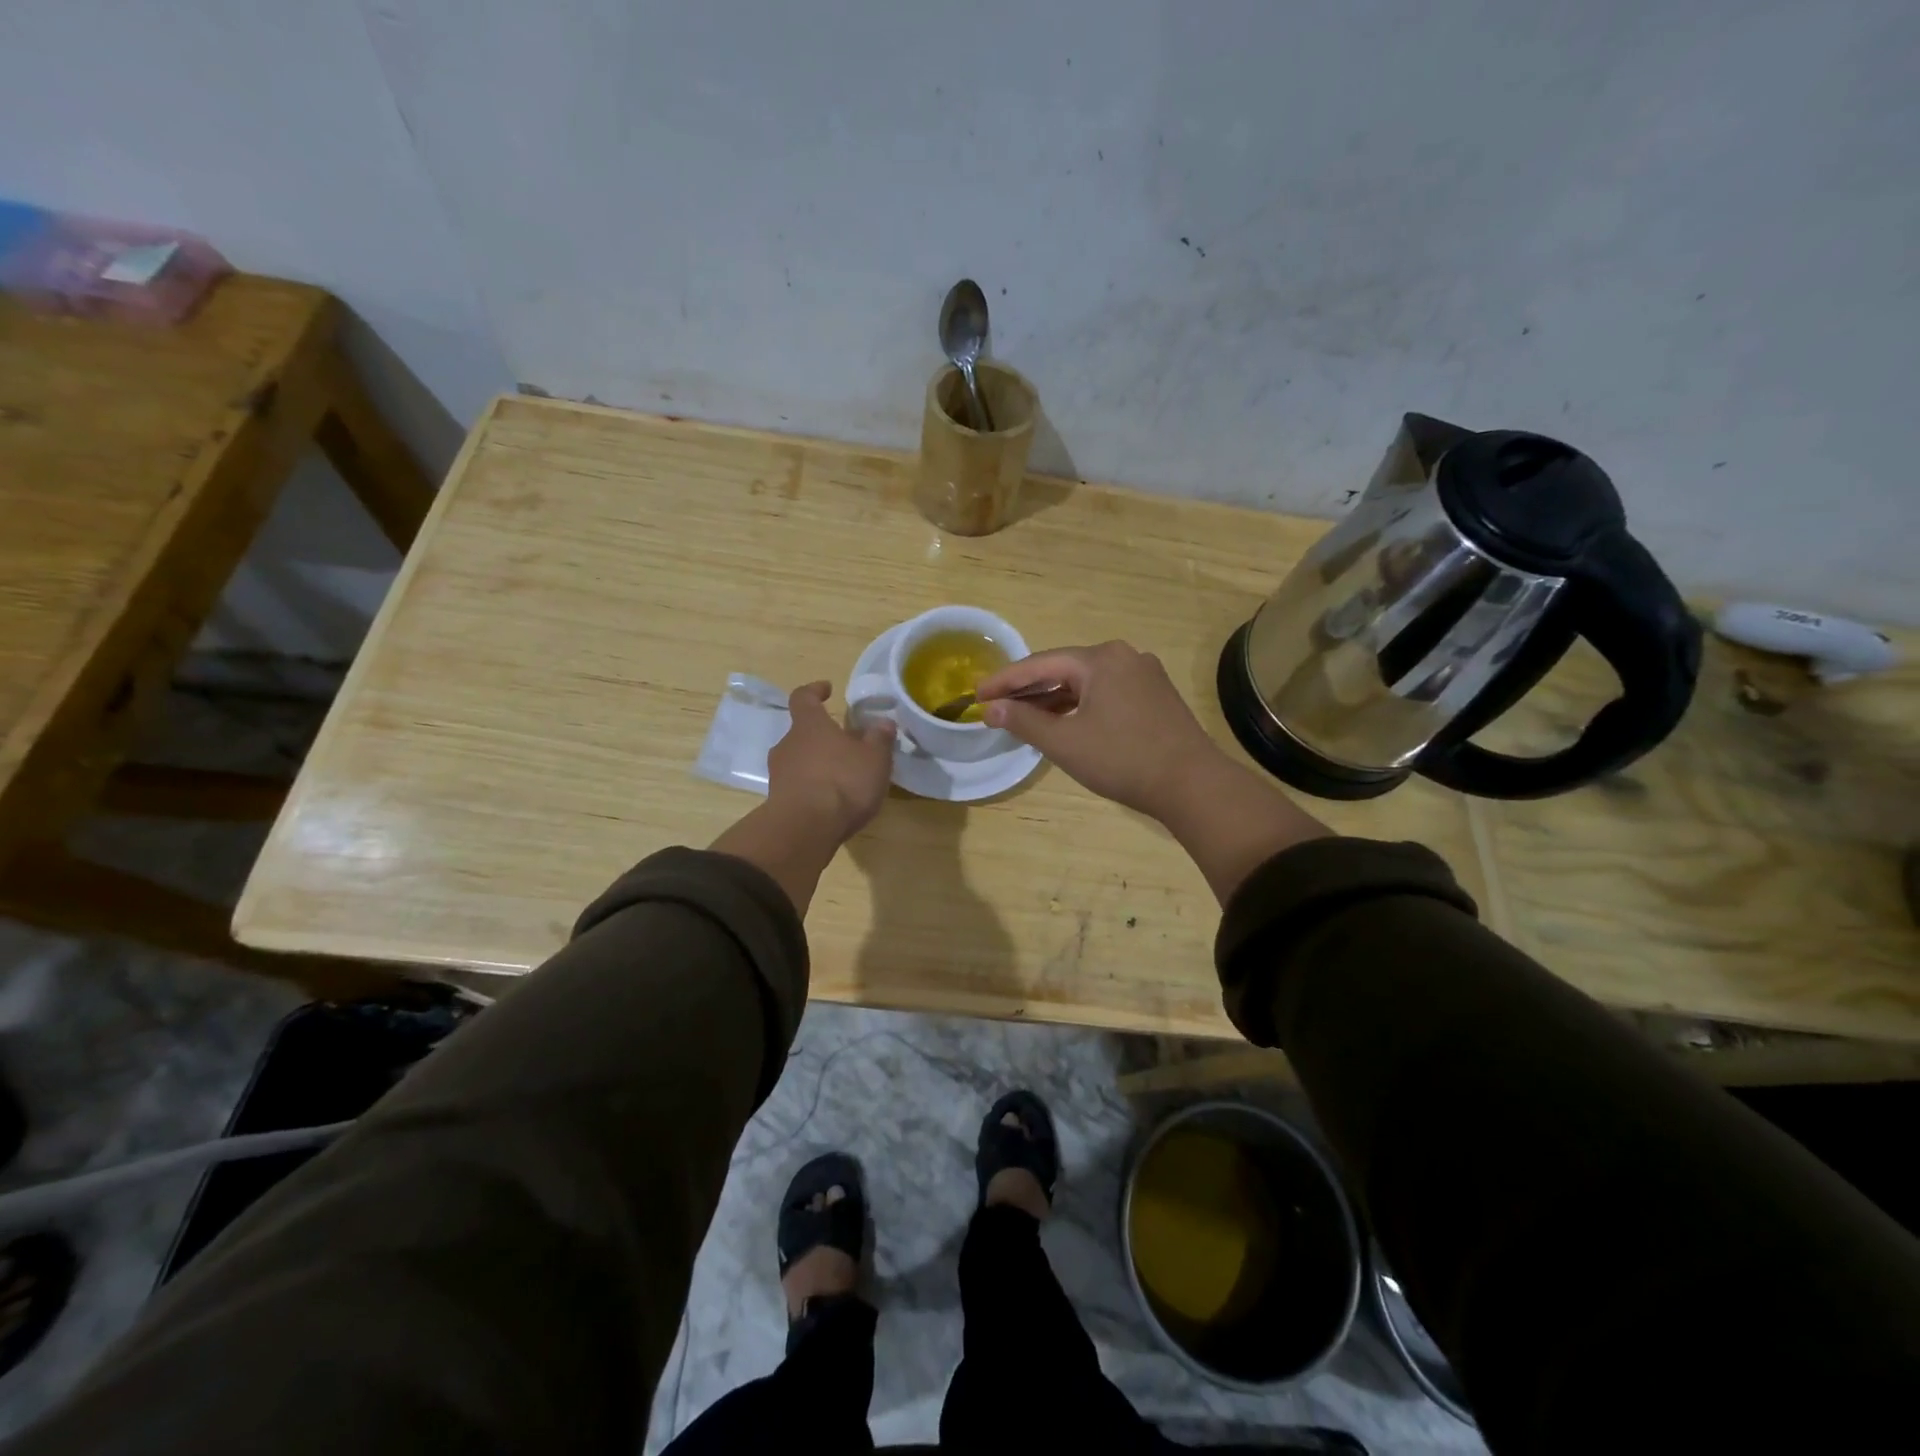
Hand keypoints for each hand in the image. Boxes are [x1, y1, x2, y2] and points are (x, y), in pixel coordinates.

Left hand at [767, 681, 896, 839]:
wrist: (805, 829)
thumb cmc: (842, 782)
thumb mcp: (874, 758)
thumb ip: (879, 739)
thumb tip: (883, 723)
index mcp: (809, 725)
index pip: (803, 698)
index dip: (814, 691)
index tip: (827, 689)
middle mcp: (788, 744)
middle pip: (802, 733)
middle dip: (823, 737)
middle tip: (847, 745)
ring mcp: (779, 774)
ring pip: (799, 760)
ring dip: (818, 764)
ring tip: (844, 776)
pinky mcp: (778, 801)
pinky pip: (797, 786)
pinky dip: (813, 788)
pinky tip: (832, 802)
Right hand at [975, 642, 1223, 818]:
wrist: (1193, 784)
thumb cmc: (1123, 759)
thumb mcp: (1065, 742)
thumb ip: (1024, 721)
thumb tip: (991, 707)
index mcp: (1101, 659)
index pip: (1040, 664)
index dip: (1005, 680)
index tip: (976, 693)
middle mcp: (1124, 656)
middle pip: (1063, 669)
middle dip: (1028, 689)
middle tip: (995, 705)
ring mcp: (1144, 675)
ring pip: (1086, 683)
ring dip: (1054, 699)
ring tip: (1023, 716)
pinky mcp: (1155, 696)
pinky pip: (1105, 693)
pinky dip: (1080, 706)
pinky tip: (1063, 722)